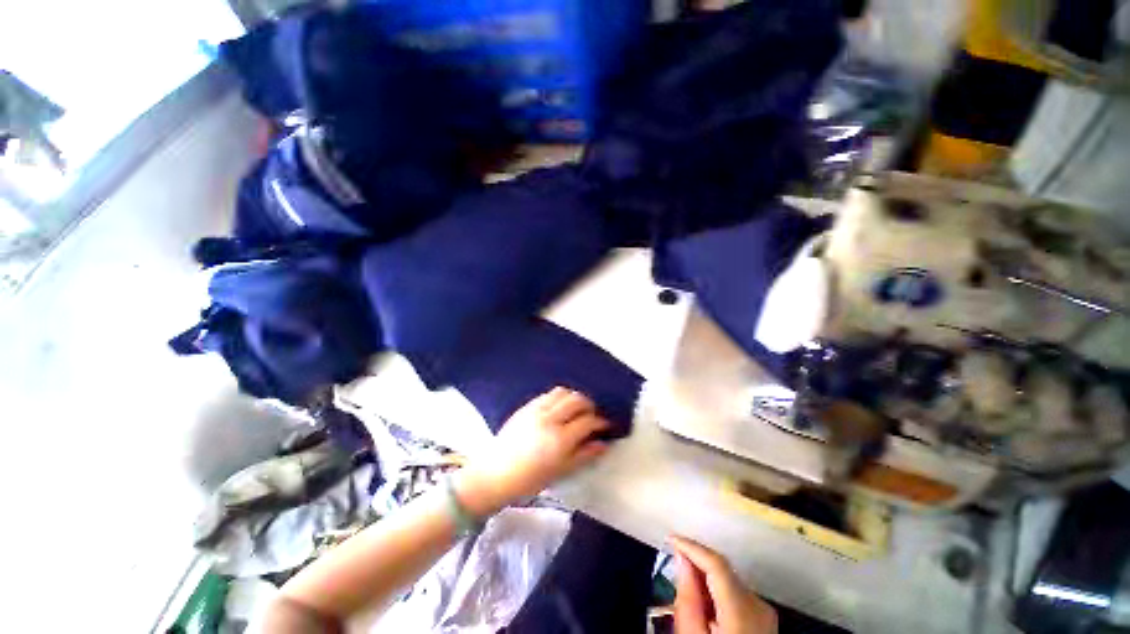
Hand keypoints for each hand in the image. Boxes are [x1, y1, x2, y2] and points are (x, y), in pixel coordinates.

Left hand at [456, 387, 610, 515]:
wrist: (495, 473)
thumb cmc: (530, 479)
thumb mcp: (561, 471)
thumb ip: (584, 455)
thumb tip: (603, 443)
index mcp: (560, 439)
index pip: (588, 421)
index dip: (601, 422)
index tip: (606, 425)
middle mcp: (550, 419)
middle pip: (577, 400)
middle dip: (590, 405)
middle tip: (592, 415)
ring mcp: (537, 409)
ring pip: (563, 392)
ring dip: (574, 397)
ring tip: (577, 409)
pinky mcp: (527, 406)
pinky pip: (548, 394)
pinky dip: (559, 397)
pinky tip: (560, 408)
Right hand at [670, 535, 777, 633]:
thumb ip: (688, 598)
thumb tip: (683, 559)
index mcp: (742, 610)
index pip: (716, 563)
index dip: (692, 546)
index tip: (670, 538)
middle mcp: (759, 605)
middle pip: (723, 571)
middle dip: (697, 564)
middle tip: (673, 569)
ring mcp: (765, 613)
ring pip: (729, 581)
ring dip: (705, 579)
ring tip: (687, 593)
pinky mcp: (765, 620)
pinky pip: (736, 594)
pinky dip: (717, 592)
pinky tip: (705, 608)